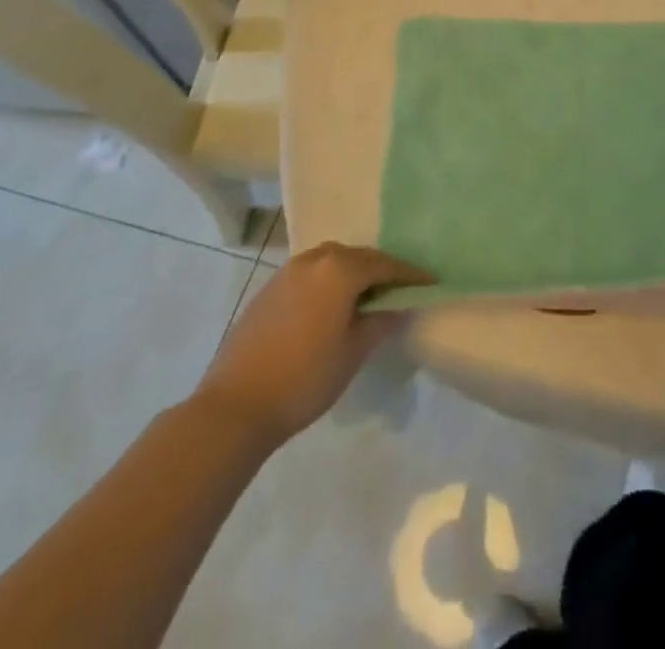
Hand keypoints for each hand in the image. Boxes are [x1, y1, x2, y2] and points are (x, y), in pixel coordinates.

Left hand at [194, 242, 431, 442]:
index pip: (385, 264)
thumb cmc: (304, 378)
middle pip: (357, 257)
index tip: (430, 282)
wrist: (234, 406)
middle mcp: (314, 259)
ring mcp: (287, 272)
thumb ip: (381, 322)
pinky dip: (328, 282)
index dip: (410, 274)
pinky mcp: (268, 289)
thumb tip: (399, 305)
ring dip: (352, 274)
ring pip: (331, 263)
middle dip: (380, 270)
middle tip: (400, 290)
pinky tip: (331, 307)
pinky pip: (311, 275)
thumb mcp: (353, 352)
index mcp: (339, 269)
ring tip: (366, 297)